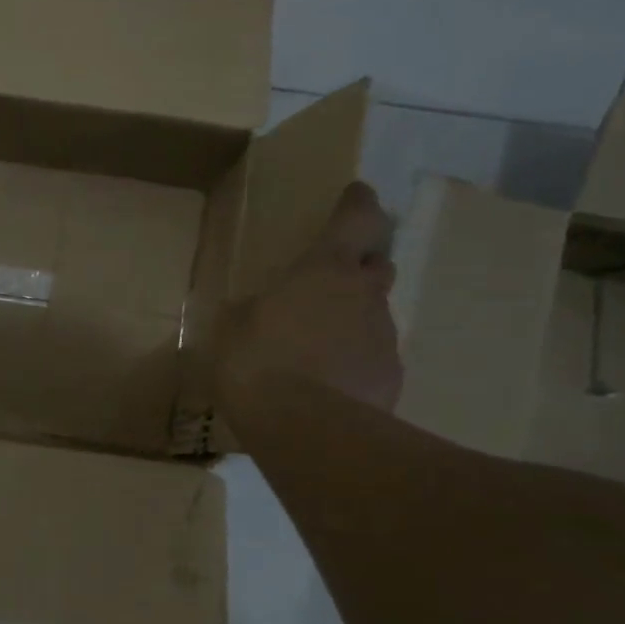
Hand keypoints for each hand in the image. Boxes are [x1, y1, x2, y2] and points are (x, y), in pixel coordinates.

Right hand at [216, 181, 401, 416]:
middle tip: (334, 280)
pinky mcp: (391, 378)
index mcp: (324, 270)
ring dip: (354, 321)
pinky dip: (357, 363)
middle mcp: (364, 295)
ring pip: (374, 316)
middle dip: (361, 267)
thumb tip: (254, 311)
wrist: (307, 429)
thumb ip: (251, 312)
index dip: (357, 204)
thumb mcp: (233, 330)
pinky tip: (331, 386)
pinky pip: (374, 360)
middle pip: (377, 266)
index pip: (356, 219)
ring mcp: (384, 338)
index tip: (357, 194)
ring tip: (321, 348)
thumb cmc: (258, 364)